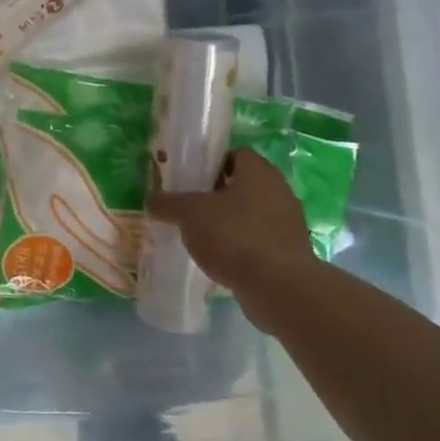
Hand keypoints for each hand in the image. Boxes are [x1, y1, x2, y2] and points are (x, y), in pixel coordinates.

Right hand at [147, 147, 315, 295]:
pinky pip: (258, 239)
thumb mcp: (189, 214)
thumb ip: (167, 203)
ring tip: (200, 235)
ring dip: (228, 221)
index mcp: (259, 171)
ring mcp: (288, 222)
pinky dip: (240, 245)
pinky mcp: (289, 252)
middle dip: (216, 194)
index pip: (236, 154)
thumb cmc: (234, 235)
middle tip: (189, 207)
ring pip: (250, 213)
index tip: (190, 179)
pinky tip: (219, 258)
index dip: (212, 163)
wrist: (278, 286)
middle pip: (242, 184)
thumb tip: (150, 199)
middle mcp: (279, 191)